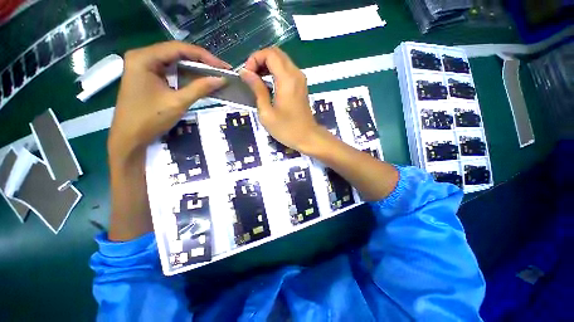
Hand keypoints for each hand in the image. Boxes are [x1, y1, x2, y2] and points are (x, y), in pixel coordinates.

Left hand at [109, 41, 229, 162]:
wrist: (130, 137)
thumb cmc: (150, 119)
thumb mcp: (178, 102)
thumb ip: (200, 88)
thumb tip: (221, 79)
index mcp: (144, 58)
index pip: (179, 49)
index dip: (204, 56)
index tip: (223, 66)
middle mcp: (142, 56)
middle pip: (177, 53)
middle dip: (201, 61)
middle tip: (221, 70)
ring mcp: (143, 66)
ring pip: (174, 61)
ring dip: (195, 68)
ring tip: (214, 74)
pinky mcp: (147, 76)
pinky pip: (170, 70)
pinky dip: (186, 75)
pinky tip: (199, 80)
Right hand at [239, 47, 321, 153]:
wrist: (307, 137)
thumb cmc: (287, 129)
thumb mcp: (267, 113)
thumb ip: (257, 89)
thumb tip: (245, 72)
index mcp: (287, 79)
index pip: (269, 53)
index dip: (254, 59)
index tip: (247, 75)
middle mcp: (296, 74)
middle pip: (276, 53)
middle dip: (259, 60)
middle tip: (250, 77)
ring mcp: (300, 79)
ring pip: (282, 60)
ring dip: (267, 66)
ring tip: (256, 81)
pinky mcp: (301, 85)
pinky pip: (286, 70)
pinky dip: (275, 72)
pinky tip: (267, 84)